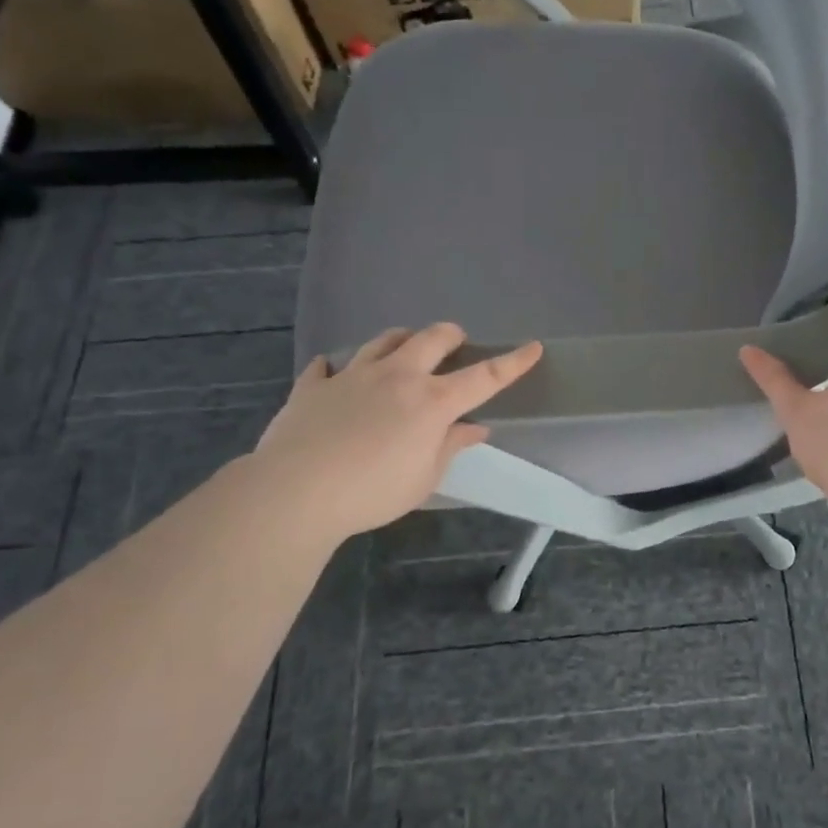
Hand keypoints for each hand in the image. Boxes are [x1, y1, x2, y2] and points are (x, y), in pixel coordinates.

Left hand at [252, 324, 541, 546]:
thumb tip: (475, 428)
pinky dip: (336, 369)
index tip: (533, 347)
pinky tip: (334, 375)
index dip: (512, 363)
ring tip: (404, 352)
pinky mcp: (314, 386)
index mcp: (432, 402)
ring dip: (401, 341)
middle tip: (455, 344)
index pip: (484, 377)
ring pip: (384, 340)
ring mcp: (353, 376)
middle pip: (432, 338)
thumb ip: (451, 447)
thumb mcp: (424, 478)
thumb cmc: (372, 492)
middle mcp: (397, 377)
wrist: (295, 492)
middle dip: (451, 335)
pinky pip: (327, 366)